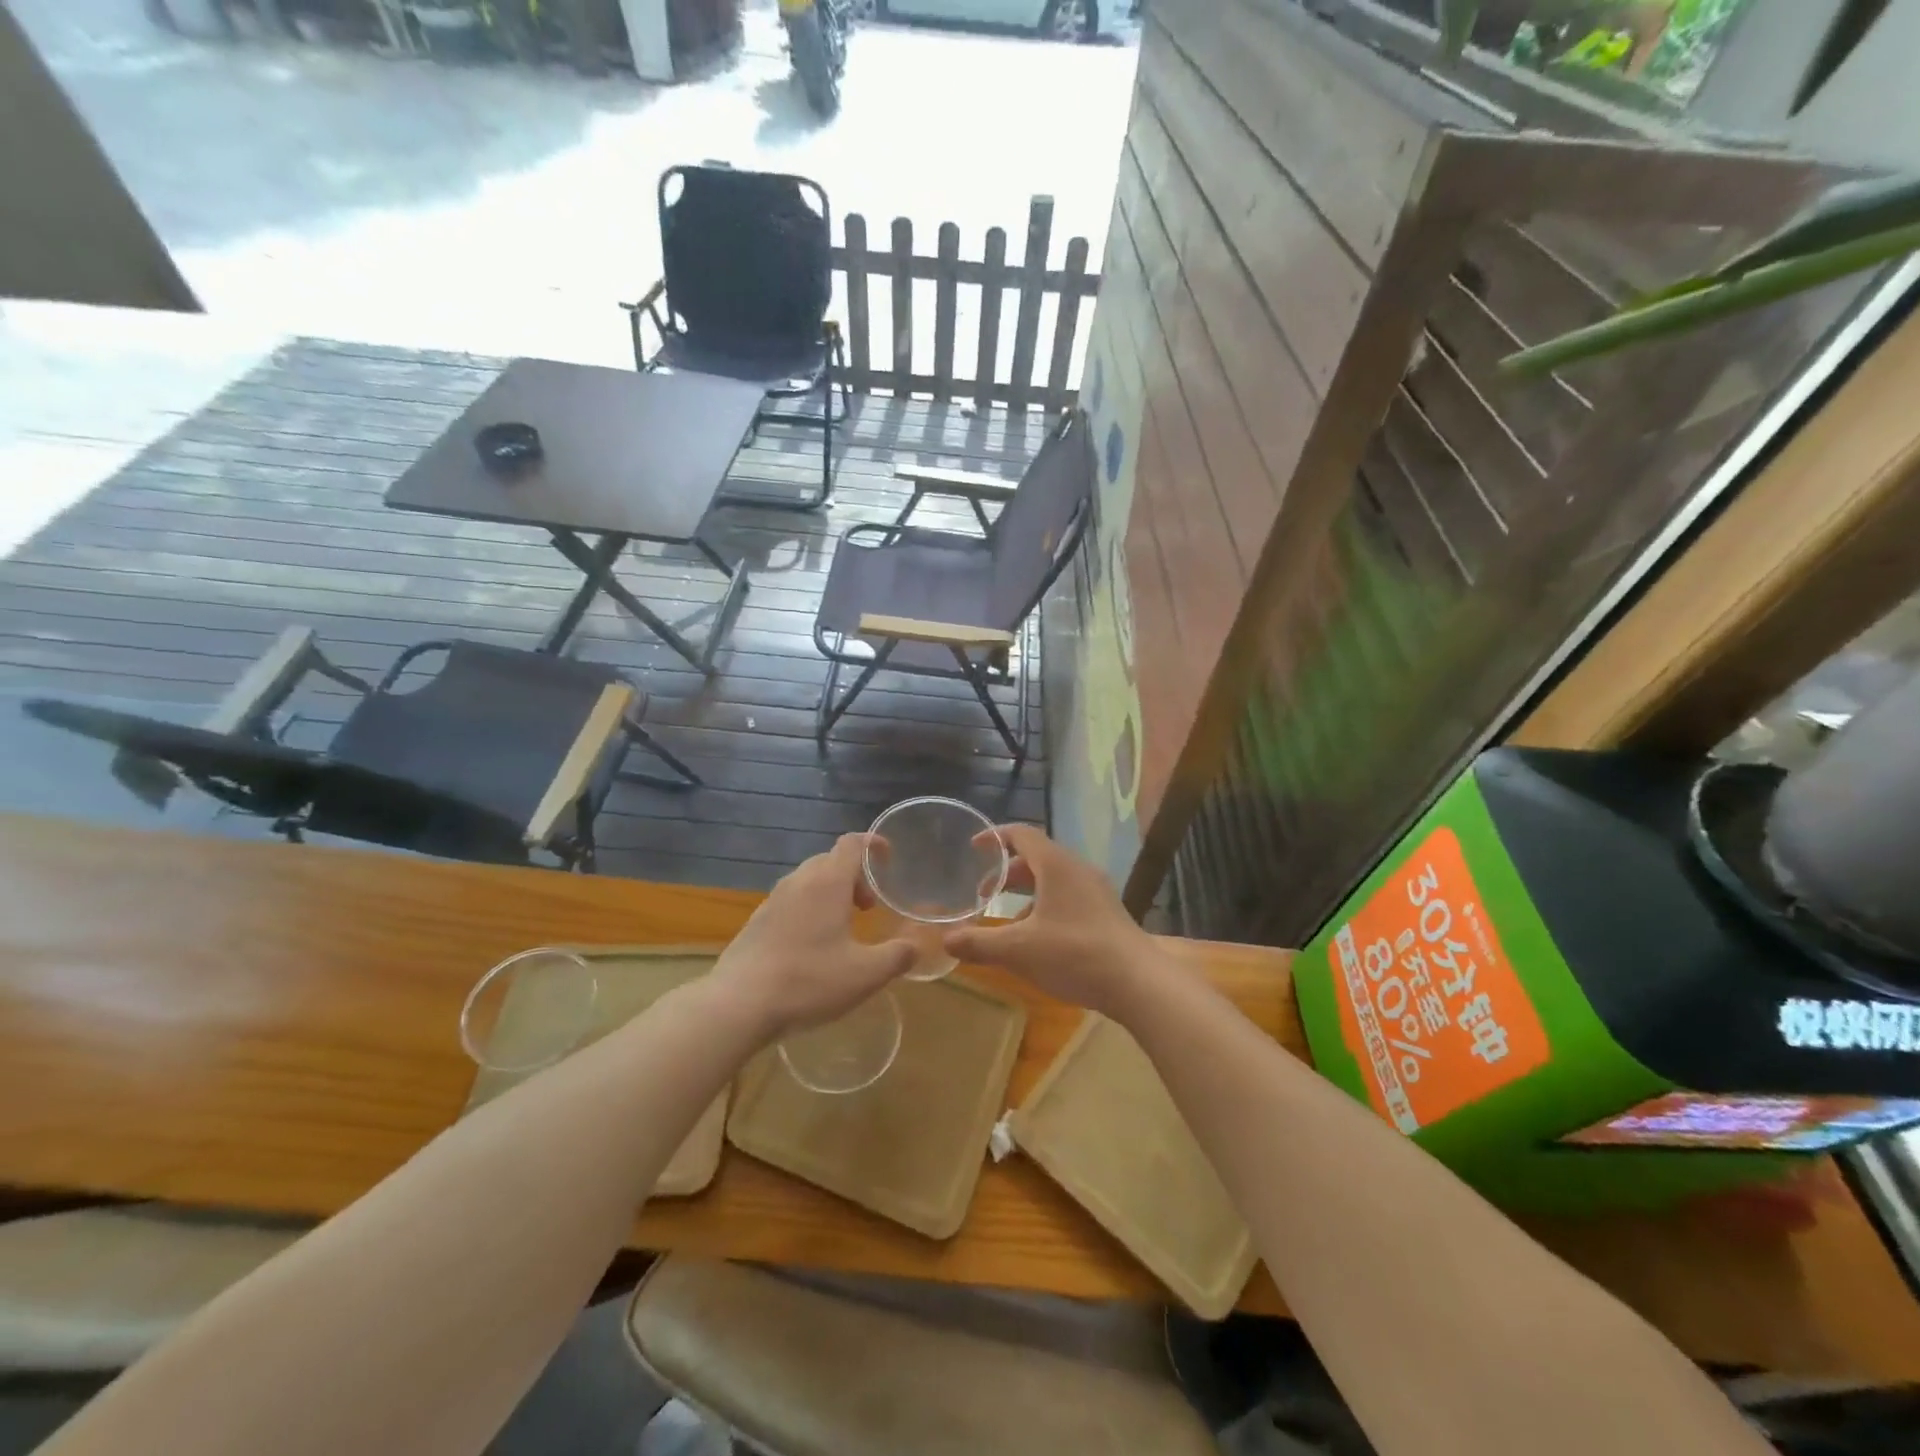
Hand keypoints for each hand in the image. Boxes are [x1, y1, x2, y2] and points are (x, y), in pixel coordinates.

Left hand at [712, 834, 914, 1038]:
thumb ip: (897, 956)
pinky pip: (791, 901)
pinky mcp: (757, 921)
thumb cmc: (809, 982)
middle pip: (831, 860)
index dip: (873, 844)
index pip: (852, 843)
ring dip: (831, 893)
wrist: (738, 1004)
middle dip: (855, 876)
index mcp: (827, 883)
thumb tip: (915, 946)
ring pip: (809, 880)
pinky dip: (810, 909)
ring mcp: (773, 900)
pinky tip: (812, 946)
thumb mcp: (865, 975)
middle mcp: (799, 881)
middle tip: (869, 907)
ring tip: (843, 926)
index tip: (889, 858)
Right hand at [943, 824, 1156, 1014]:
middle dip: (1007, 871)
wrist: (1137, 982)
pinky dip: (1046, 905)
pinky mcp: (1107, 912)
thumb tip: (946, 940)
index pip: (1022, 834)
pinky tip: (1039, 938)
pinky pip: (1069, 896)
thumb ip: (979, 943)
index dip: (995, 837)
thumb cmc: (1074, 954)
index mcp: (1056, 865)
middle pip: (1037, 857)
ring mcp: (1097, 890)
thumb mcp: (1019, 950)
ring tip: (1007, 918)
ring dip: (1027, 891)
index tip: (974, 847)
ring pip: (1054, 878)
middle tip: (983, 892)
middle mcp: (1077, 869)